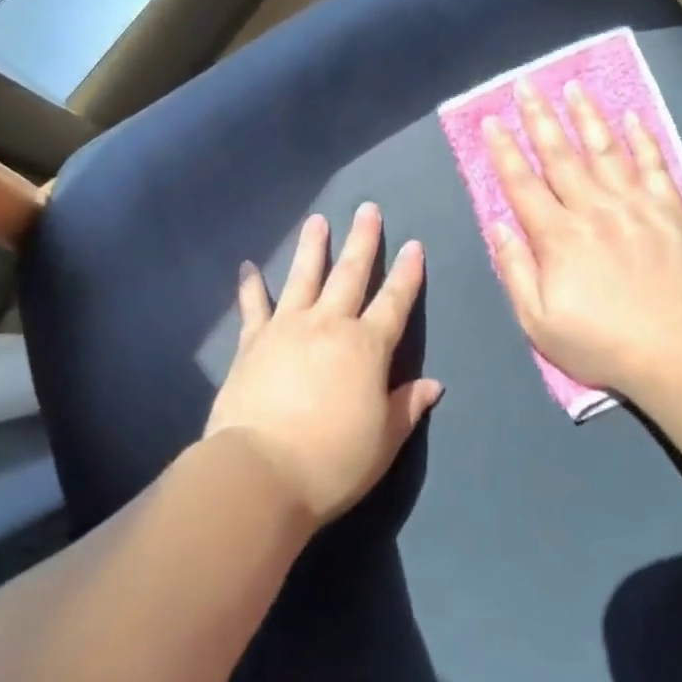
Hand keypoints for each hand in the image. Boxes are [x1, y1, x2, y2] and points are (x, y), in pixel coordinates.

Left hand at [205, 203, 441, 524]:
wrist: (260, 472)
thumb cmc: (332, 460)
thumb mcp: (384, 440)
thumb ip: (408, 406)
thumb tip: (433, 384)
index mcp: (368, 347)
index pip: (395, 302)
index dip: (407, 274)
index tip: (414, 245)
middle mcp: (329, 325)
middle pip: (350, 274)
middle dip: (363, 240)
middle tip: (367, 209)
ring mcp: (287, 328)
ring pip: (304, 277)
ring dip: (313, 247)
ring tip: (318, 220)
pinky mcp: (252, 342)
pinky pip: (253, 306)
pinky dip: (250, 285)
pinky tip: (247, 266)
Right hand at [484, 78, 681, 395]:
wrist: (676, 351)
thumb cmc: (600, 342)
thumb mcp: (538, 321)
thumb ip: (515, 270)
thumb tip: (498, 224)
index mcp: (557, 237)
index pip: (522, 184)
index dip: (503, 150)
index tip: (491, 120)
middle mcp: (592, 209)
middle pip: (560, 155)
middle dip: (539, 118)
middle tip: (526, 84)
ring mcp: (634, 205)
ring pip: (604, 149)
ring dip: (586, 116)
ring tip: (573, 86)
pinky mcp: (669, 210)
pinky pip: (653, 165)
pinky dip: (642, 139)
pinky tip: (632, 117)